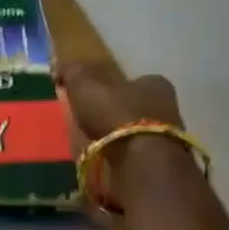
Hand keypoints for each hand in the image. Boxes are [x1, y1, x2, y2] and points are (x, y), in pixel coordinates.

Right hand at [56, 62, 189, 208]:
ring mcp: (167, 138)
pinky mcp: (159, 164)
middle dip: (114, 113)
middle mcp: (168, 107)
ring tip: (91, 144)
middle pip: (136, 106)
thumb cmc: (115, 114)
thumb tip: (60, 65)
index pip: (134, 80)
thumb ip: (74, 72)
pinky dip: (119, 157)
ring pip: (136, 132)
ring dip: (116, 137)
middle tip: (88, 121)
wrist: (139, 161)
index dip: (111, 87)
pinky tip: (102, 161)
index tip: (90, 96)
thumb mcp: (86, 85)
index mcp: (155, 84)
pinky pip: (134, 156)